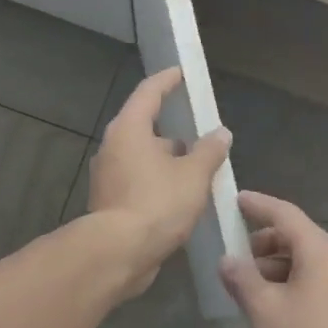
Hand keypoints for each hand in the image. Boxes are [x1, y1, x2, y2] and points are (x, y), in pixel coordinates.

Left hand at [87, 67, 231, 296]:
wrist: (118, 253)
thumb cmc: (157, 204)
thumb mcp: (193, 176)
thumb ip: (209, 151)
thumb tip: (220, 133)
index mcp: (129, 129)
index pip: (149, 93)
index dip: (167, 81)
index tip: (182, 74)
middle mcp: (112, 147)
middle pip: (143, 127)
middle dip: (171, 130)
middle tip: (198, 134)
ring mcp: (107, 176)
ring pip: (141, 158)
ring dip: (166, 160)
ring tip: (195, 170)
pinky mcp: (109, 202)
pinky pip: (137, 182)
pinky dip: (157, 182)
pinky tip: (179, 197)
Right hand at [220, 191, 327, 327]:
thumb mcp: (263, 311)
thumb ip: (242, 279)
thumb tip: (228, 260)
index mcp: (321, 253)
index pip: (287, 214)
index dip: (260, 205)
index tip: (237, 200)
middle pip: (301, 239)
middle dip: (267, 243)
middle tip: (240, 258)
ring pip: (314, 265)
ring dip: (283, 268)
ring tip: (256, 290)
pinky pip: (325, 286)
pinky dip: (301, 286)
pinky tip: (286, 312)